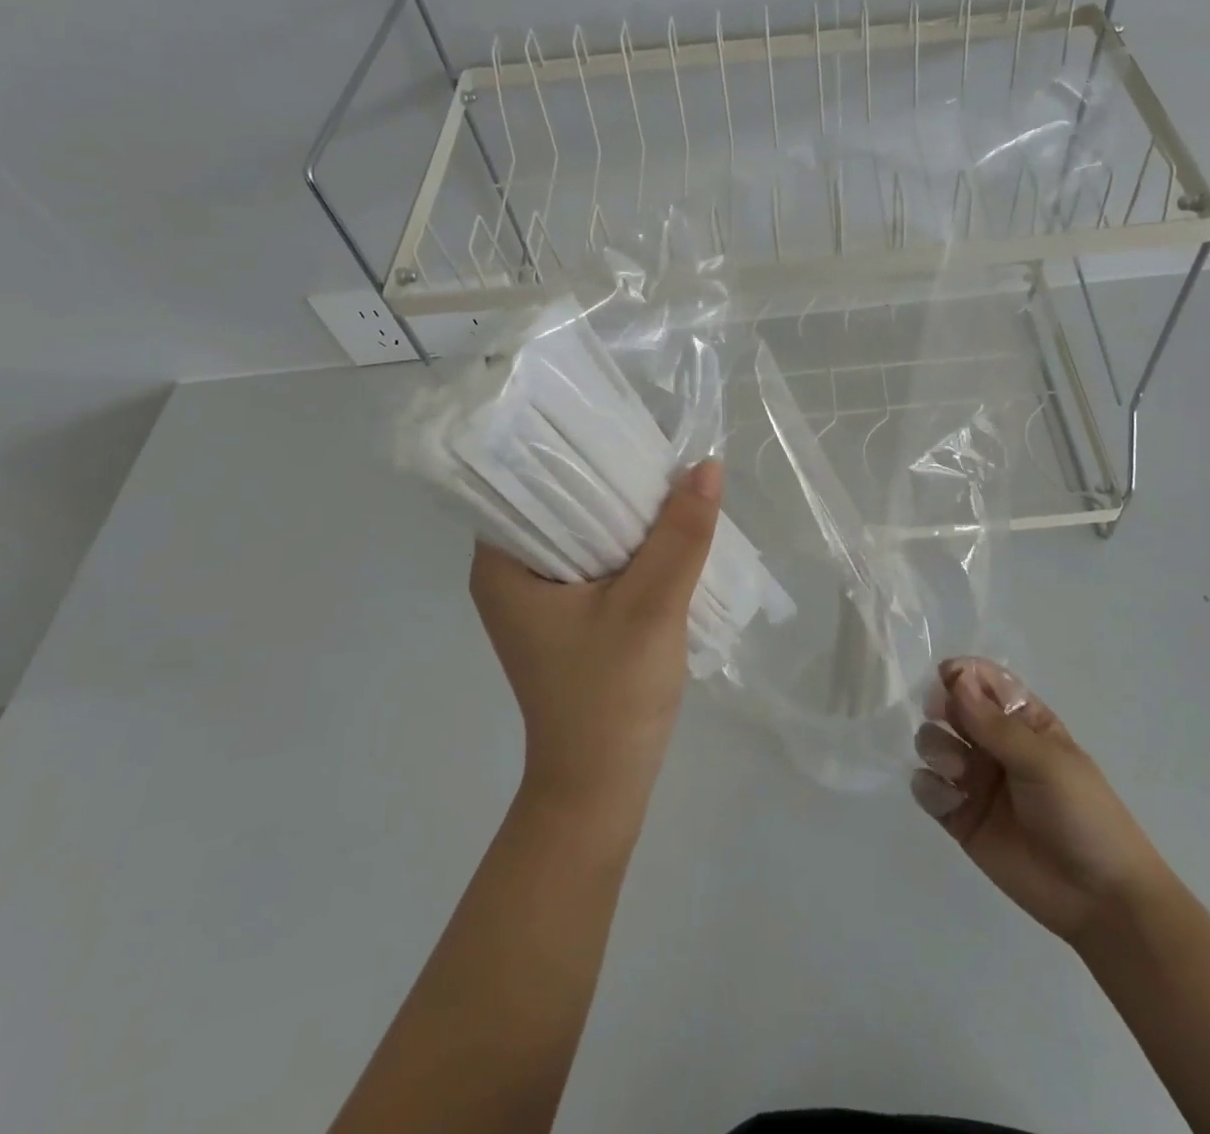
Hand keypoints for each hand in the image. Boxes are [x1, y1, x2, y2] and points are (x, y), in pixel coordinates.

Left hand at [469, 460, 722, 807]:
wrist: (604, 786)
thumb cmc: (611, 696)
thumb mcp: (652, 606)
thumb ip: (681, 535)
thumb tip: (707, 465)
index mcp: (502, 565)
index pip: (527, 481)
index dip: (571, 449)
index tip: (618, 422)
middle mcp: (510, 573)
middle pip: (558, 504)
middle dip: (606, 478)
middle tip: (653, 443)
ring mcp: (538, 596)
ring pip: (582, 531)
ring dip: (622, 512)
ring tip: (664, 474)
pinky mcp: (566, 615)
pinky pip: (595, 558)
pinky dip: (626, 543)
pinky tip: (662, 526)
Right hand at [911, 657, 1167, 942]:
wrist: (1100, 901)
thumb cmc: (1083, 816)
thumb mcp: (1045, 761)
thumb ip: (995, 724)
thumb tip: (955, 679)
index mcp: (1025, 723)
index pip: (985, 683)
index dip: (963, 675)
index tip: (946, 677)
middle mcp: (995, 745)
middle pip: (952, 708)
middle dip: (943, 708)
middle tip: (943, 717)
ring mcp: (975, 781)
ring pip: (934, 743)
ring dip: (936, 747)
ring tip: (958, 771)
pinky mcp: (960, 817)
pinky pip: (927, 787)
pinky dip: (929, 786)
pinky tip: (949, 800)